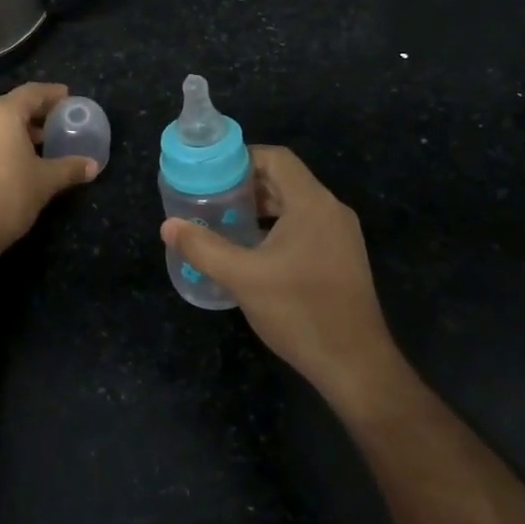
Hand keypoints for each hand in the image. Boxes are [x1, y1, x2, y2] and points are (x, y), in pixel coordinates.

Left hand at [0, 83, 98, 261]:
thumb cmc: (6, 199)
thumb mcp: (45, 182)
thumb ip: (70, 168)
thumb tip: (93, 165)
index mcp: (1, 113)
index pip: (32, 92)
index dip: (52, 94)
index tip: (67, 97)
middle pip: (11, 106)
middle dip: (35, 114)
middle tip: (57, 124)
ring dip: (17, 130)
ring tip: (39, 145)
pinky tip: (14, 161)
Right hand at [161, 146, 402, 410]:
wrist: (355, 365)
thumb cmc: (299, 312)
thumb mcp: (242, 278)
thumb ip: (203, 248)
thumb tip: (168, 226)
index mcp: (312, 203)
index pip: (277, 158)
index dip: (242, 158)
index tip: (211, 173)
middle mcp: (331, 211)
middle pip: (285, 180)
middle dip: (246, 185)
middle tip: (210, 198)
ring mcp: (341, 236)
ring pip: (295, 206)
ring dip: (261, 208)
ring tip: (225, 222)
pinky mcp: (342, 259)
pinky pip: (305, 227)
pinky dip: (277, 228)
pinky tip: (253, 251)